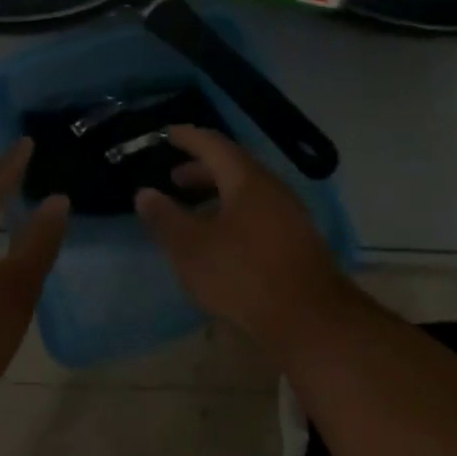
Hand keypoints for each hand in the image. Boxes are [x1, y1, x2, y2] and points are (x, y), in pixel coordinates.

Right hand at [136, 126, 351, 356]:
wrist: (311, 321)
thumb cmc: (243, 275)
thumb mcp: (191, 247)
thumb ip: (165, 217)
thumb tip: (145, 193)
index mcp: (246, 179)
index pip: (212, 144)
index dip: (187, 137)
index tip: (166, 134)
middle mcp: (272, 188)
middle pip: (233, 166)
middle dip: (200, 169)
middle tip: (174, 179)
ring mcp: (289, 214)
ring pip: (247, 192)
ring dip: (217, 194)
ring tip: (193, 211)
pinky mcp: (297, 241)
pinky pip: (258, 212)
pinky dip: (233, 212)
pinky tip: (221, 239)